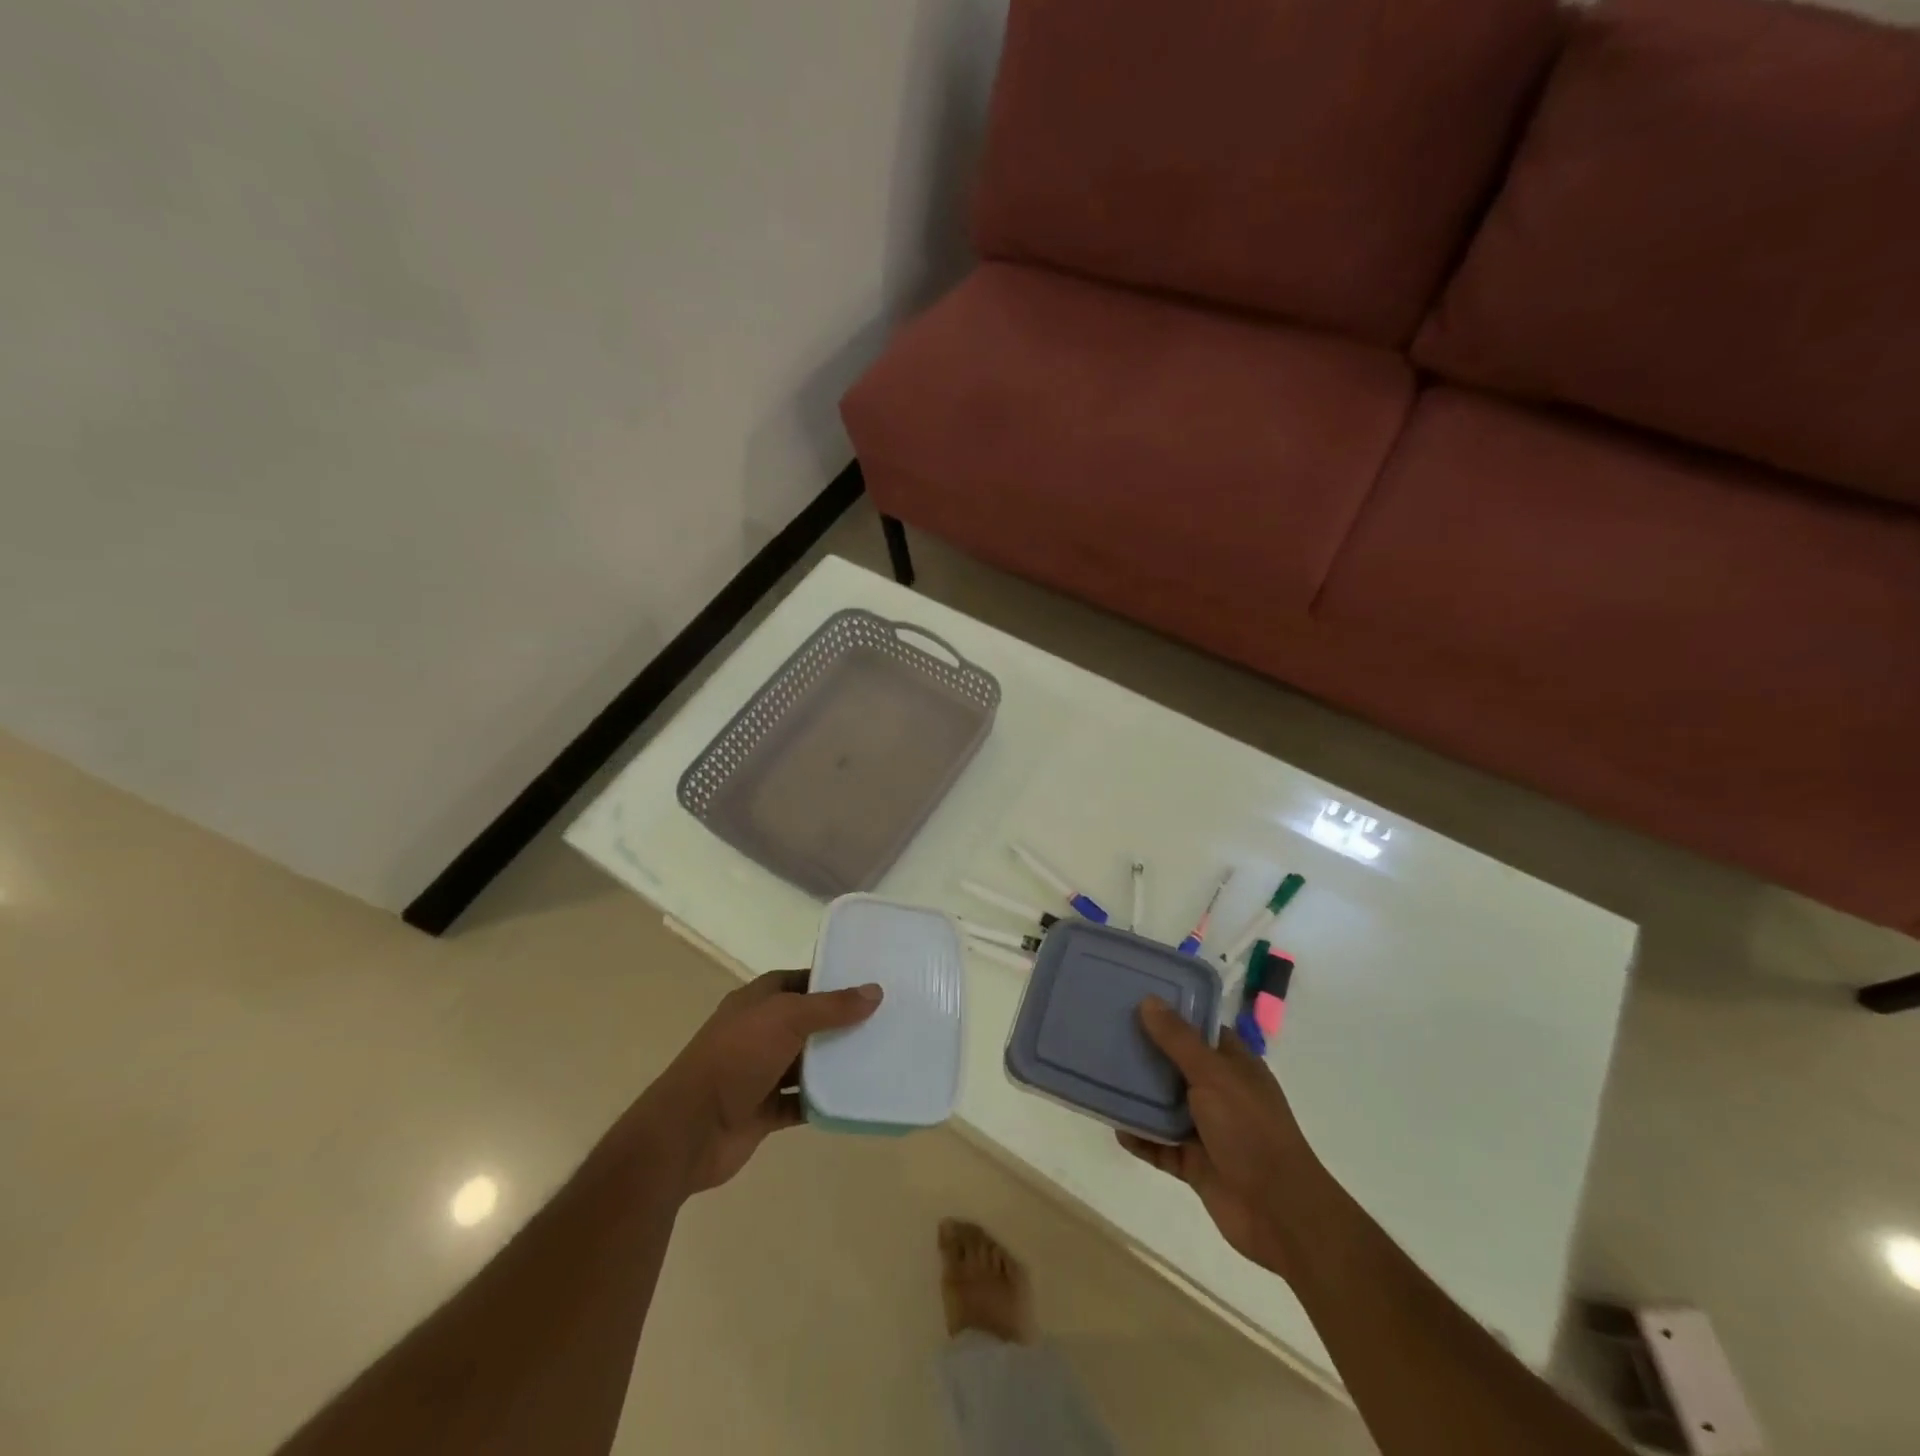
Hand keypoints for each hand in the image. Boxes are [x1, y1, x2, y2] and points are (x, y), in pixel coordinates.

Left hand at [642, 969, 881, 1195]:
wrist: (689, 1129)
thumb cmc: (736, 1057)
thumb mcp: (787, 1019)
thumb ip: (831, 1006)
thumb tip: (875, 990)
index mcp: (756, 1002)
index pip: (798, 981)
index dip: (829, 980)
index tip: (868, 983)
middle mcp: (757, 1033)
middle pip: (806, 1022)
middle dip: (839, 1022)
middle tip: (884, 1020)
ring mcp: (759, 1073)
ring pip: (805, 1063)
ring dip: (834, 1062)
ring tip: (879, 1056)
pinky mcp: (763, 1111)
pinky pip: (800, 1103)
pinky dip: (823, 1101)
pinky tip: (855, 1098)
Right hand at [1116, 997, 1318, 1278]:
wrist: (1280, 1213)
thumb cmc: (1251, 1130)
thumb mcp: (1213, 1075)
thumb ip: (1178, 1040)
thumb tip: (1149, 999)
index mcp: (1234, 1066)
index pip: (1198, 1030)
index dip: (1170, 1014)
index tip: (1132, 1000)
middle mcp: (1221, 1093)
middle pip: (1176, 1065)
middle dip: (1145, 1053)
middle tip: (1104, 1033)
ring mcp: (1208, 1130)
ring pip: (1165, 1106)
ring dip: (1138, 1097)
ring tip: (1100, 1076)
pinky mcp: (1195, 1164)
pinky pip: (1160, 1146)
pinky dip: (1140, 1139)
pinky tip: (1115, 1127)